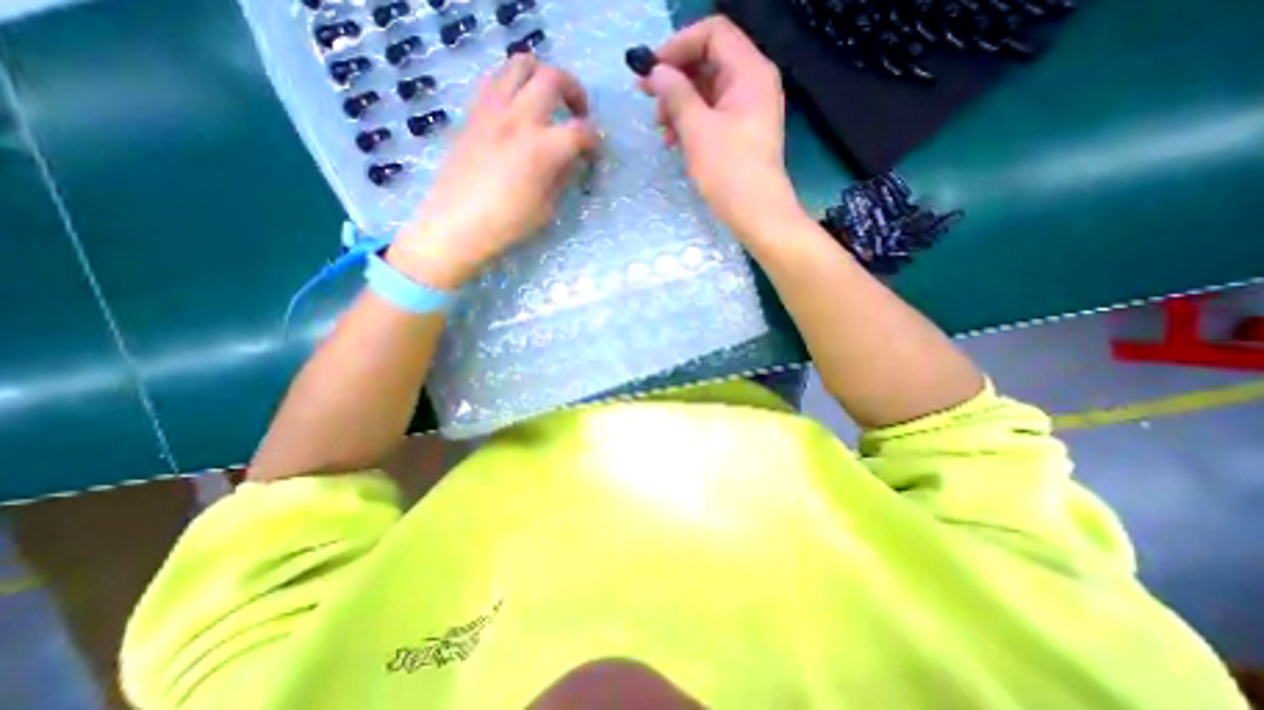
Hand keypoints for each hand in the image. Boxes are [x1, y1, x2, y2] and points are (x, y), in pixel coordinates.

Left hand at [391, 53, 599, 286]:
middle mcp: (518, 118)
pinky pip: (496, 78)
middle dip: (575, 92)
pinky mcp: (474, 111)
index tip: (594, 153)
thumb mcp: (546, 208)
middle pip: (553, 78)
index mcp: (541, 149)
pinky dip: (515, 83)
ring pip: (521, 64)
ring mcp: (492, 109)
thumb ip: (562, 176)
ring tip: (548, 100)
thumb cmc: (507, 223)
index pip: (580, 131)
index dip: (594, 141)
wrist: (457, 223)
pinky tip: (519, 107)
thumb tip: (571, 159)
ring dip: (543, 76)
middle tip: (578, 113)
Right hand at [643, 16, 797, 232]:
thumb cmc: (729, 172)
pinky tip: (674, 140)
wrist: (757, 215)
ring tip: (660, 128)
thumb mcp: (697, 130)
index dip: (678, 46)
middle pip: (709, 62)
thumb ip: (675, 94)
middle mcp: (752, 83)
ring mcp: (747, 110)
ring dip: (679, 104)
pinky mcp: (740, 134)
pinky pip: (712, 115)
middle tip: (647, 98)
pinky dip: (691, 122)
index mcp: (750, 72)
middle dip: (675, 78)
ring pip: (707, 91)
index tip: (650, 71)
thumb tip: (656, 72)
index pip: (712, 34)